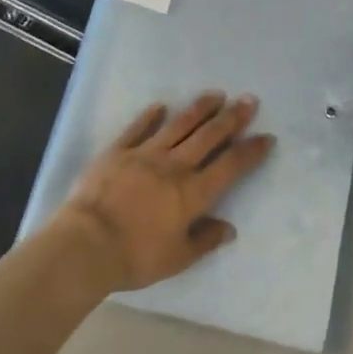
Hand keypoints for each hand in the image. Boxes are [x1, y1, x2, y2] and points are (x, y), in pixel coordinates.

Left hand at [59, 93, 274, 291]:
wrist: (86, 245)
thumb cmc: (134, 257)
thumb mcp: (176, 259)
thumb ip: (204, 241)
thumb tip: (229, 229)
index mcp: (192, 193)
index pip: (230, 166)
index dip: (251, 151)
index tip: (267, 137)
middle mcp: (174, 166)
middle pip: (209, 136)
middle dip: (232, 118)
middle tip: (249, 100)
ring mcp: (145, 154)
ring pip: (180, 125)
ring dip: (200, 108)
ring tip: (216, 94)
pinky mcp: (118, 151)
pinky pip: (138, 128)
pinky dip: (150, 116)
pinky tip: (161, 106)